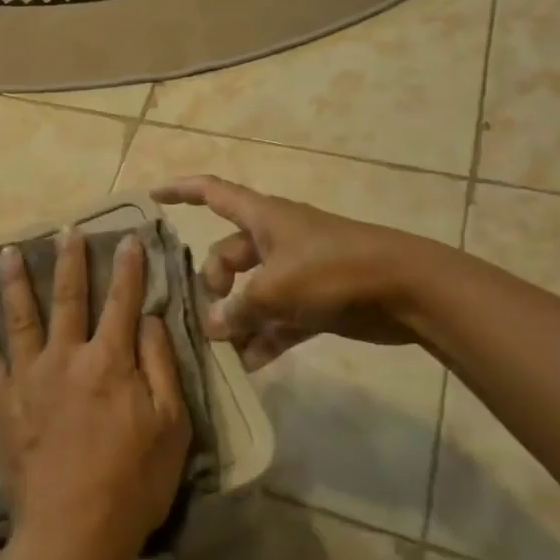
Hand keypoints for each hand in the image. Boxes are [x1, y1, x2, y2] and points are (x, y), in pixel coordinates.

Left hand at [0, 228, 190, 559]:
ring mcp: (29, 378)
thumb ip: (160, 365)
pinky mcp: (5, 404)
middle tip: (66, 230)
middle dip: (69, 260)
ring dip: (16, 283)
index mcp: (109, 361)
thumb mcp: (171, 425)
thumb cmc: (133, 481)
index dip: (128, 268)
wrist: (72, 531)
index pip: (121, 301)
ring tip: (9, 252)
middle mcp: (65, 357)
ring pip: (21, 319)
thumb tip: (149, 317)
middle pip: (67, 298)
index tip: (128, 237)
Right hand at [153, 174, 422, 368]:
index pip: (212, 193)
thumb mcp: (276, 288)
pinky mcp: (316, 301)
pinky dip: (264, 338)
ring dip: (237, 319)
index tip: (152, 199)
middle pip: (228, 254)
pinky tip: (249, 366)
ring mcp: (297, 271)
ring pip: (253, 292)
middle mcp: (275, 239)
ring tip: (220, 350)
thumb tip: (213, 326)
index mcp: (262, 217)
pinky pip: (278, 319)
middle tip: (207, 316)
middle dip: (213, 283)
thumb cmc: (334, 270)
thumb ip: (239, 309)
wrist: (407, 290)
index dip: (180, 192)